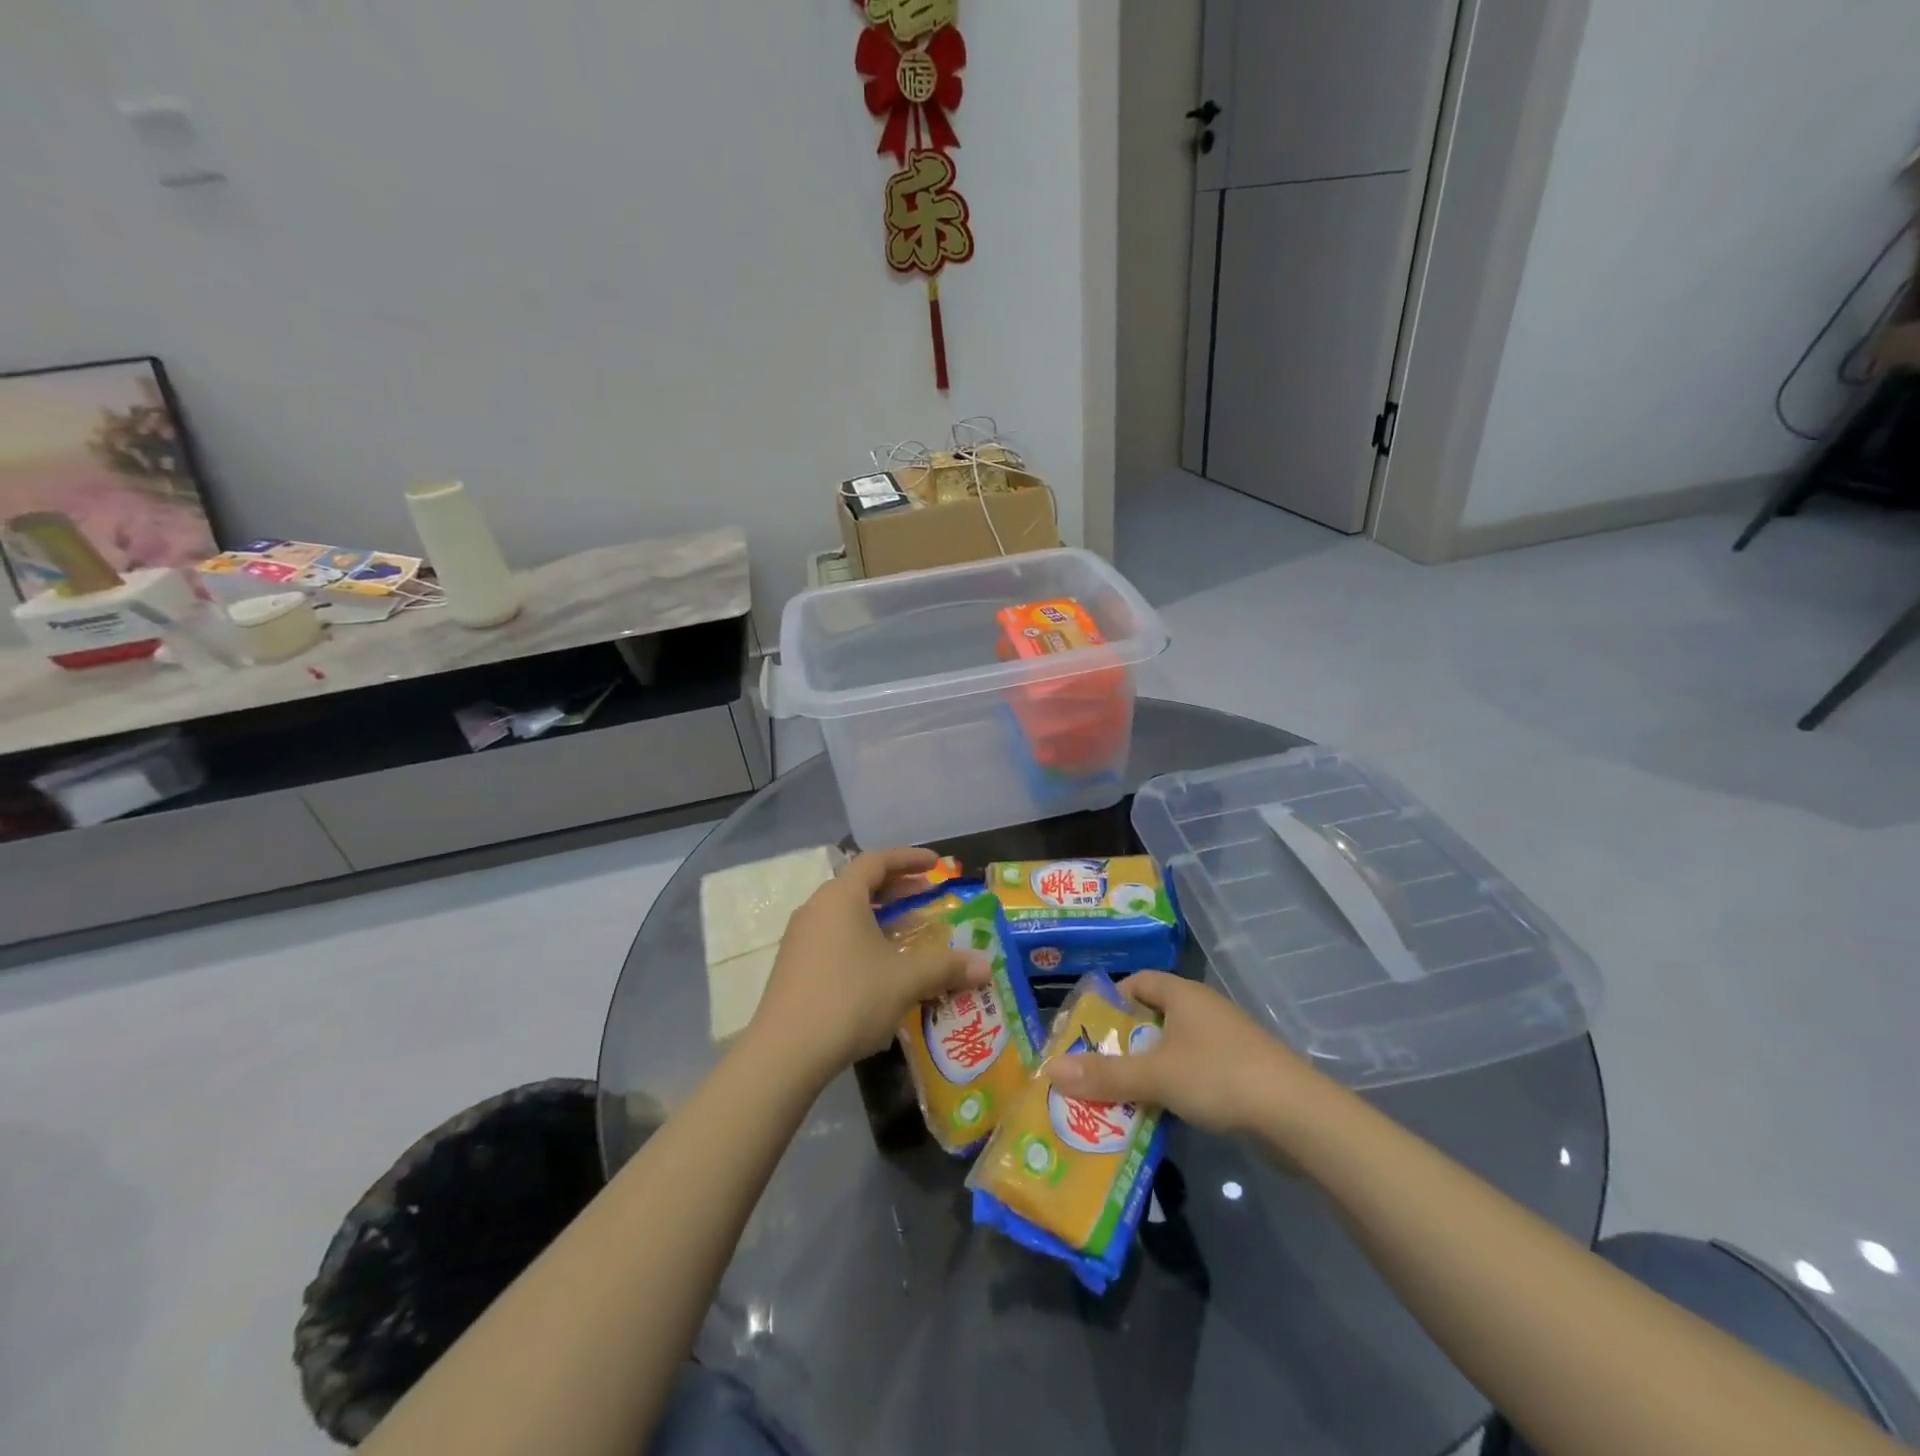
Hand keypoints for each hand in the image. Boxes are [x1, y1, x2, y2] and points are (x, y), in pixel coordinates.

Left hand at [746, 847, 989, 1084]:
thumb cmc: (849, 999)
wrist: (785, 1053)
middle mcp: (817, 908)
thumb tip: (987, 965)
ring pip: (846, 912)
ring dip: (879, 915)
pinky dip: (861, 936)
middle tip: (927, 895)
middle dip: (897, 887)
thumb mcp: (905, 981)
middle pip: (860, 884)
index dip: (909, 858)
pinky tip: (879, 965)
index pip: (877, 860)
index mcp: (841, 897)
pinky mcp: (793, 965)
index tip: (936, 865)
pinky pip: (833, 935)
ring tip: (908, 931)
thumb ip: (946, 967)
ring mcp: (800, 938)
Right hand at [1045, 971, 1316, 1136]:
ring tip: (1118, 1094)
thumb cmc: (1219, 1077)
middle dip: (1124, 1041)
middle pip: (1154, 1016)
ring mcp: (1226, 1041)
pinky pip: (1195, 1071)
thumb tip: (1050, 1070)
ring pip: (1174, 1048)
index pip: (1139, 981)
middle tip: (1094, 1065)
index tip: (1088, 1026)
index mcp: (1183, 994)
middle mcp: (1204, 1010)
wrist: (1296, 1116)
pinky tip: (1160, 1112)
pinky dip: (1174, 1086)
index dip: (1112, 998)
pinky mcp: (1242, 1072)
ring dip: (1148, 1068)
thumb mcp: (1155, 1076)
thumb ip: (1104, 1075)